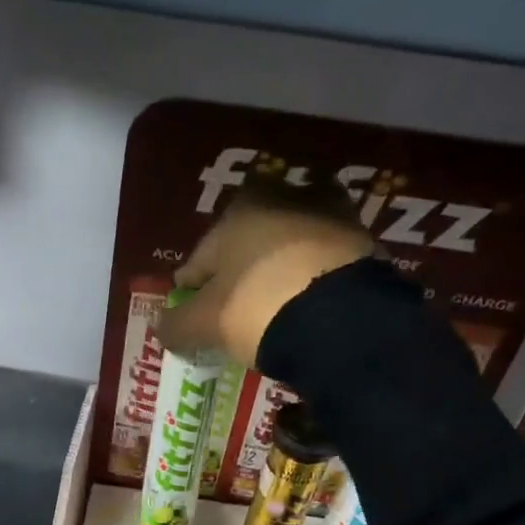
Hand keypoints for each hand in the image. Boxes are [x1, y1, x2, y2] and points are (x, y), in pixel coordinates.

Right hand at [156, 178, 372, 368]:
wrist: (341, 319)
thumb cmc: (258, 308)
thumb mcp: (205, 324)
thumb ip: (177, 324)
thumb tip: (161, 327)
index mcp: (237, 211)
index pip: (201, 257)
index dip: (192, 288)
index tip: (191, 314)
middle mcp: (283, 198)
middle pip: (247, 244)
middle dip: (239, 272)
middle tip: (235, 311)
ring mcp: (329, 215)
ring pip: (289, 247)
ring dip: (279, 269)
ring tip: (275, 307)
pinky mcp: (363, 239)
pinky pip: (323, 261)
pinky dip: (313, 277)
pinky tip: (307, 304)